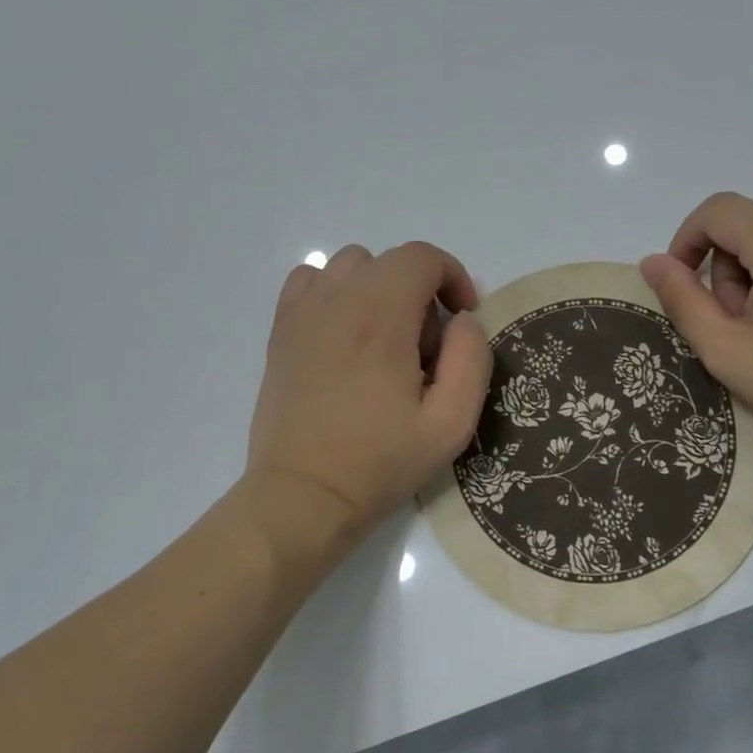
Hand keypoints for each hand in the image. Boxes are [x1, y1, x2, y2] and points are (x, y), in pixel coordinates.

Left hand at [245, 241, 491, 561]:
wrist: (303, 495)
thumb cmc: (380, 462)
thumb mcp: (451, 423)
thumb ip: (472, 359)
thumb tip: (462, 321)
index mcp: (381, 317)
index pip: (422, 257)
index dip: (452, 276)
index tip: (462, 317)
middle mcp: (338, 301)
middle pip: (390, 261)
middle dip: (421, 292)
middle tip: (426, 349)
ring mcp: (302, 313)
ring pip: (350, 266)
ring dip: (380, 289)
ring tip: (386, 340)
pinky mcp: (281, 331)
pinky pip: (310, 282)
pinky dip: (336, 292)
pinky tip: (345, 332)